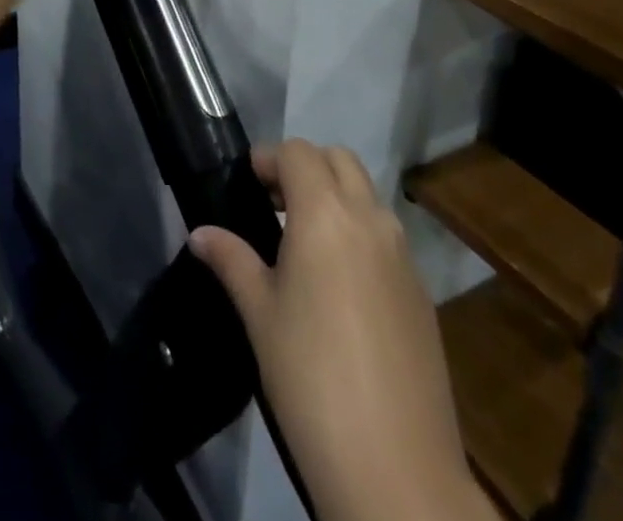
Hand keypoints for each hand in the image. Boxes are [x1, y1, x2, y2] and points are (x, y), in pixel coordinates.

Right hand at [189, 142, 495, 520]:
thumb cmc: (310, 378)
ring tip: (304, 243)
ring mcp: (404, 256)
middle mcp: (370, 220)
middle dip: (306, 167)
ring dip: (336, 197)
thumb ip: (231, 261)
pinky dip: (361, 233)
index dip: (269, 159)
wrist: (396, 471)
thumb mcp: (259, 314)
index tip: (247, 182)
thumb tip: (200, 234)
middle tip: (274, 203)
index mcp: (326, 214)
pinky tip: (340, 286)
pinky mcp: (422, 293)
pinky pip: (387, 237)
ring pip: (368, 195)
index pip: (298, 153)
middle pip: (339, 160)